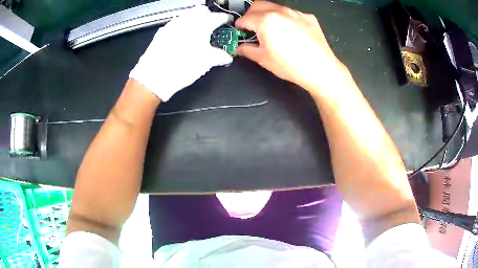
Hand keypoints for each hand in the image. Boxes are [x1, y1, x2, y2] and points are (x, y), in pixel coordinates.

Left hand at [129, 6, 232, 101]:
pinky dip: (182, 26)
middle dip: (209, 15)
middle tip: (212, 25)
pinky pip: (175, 24)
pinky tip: (181, 37)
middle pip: (201, 10)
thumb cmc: (183, 66)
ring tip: (197, 31)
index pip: (219, 16)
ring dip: (194, 19)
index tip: (228, 22)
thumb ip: (220, 56)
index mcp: (202, 24)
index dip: (226, 19)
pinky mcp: (161, 32)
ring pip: (187, 15)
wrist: (154, 76)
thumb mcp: (207, 62)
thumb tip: (227, 57)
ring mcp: (172, 24)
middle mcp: (187, 20)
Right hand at [235, 1, 347, 92]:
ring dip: (268, 15)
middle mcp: (280, 11)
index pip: (244, 18)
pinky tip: (291, 33)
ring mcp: (296, 13)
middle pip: (257, 5)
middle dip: (251, 15)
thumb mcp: (263, 59)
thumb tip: (238, 47)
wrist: (320, 69)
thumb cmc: (290, 65)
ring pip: (275, 7)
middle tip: (252, 28)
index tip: (239, 33)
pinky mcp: (308, 17)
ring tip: (272, 30)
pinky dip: (285, 19)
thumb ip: (247, 49)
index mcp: (265, 20)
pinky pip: (291, 14)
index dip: (238, 26)